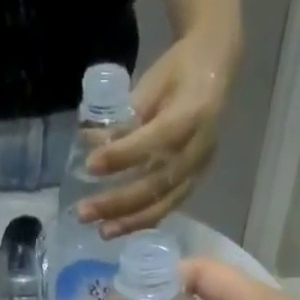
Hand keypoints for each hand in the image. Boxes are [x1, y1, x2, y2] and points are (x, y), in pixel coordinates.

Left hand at [81, 32, 239, 237]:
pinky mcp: (194, 182)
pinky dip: (142, 220)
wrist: (215, 69)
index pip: (155, 141)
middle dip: (118, 202)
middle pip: (157, 183)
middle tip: (84, 212)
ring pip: (163, 203)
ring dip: (129, 221)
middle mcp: (199, 148)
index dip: (122, 155)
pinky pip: (167, 207)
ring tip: (101, 231)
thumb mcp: (151, 83)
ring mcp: (199, 169)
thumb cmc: (178, 71)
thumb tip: (91, 144)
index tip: (91, 164)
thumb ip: (126, 116)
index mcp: (193, 113)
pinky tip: (119, 227)